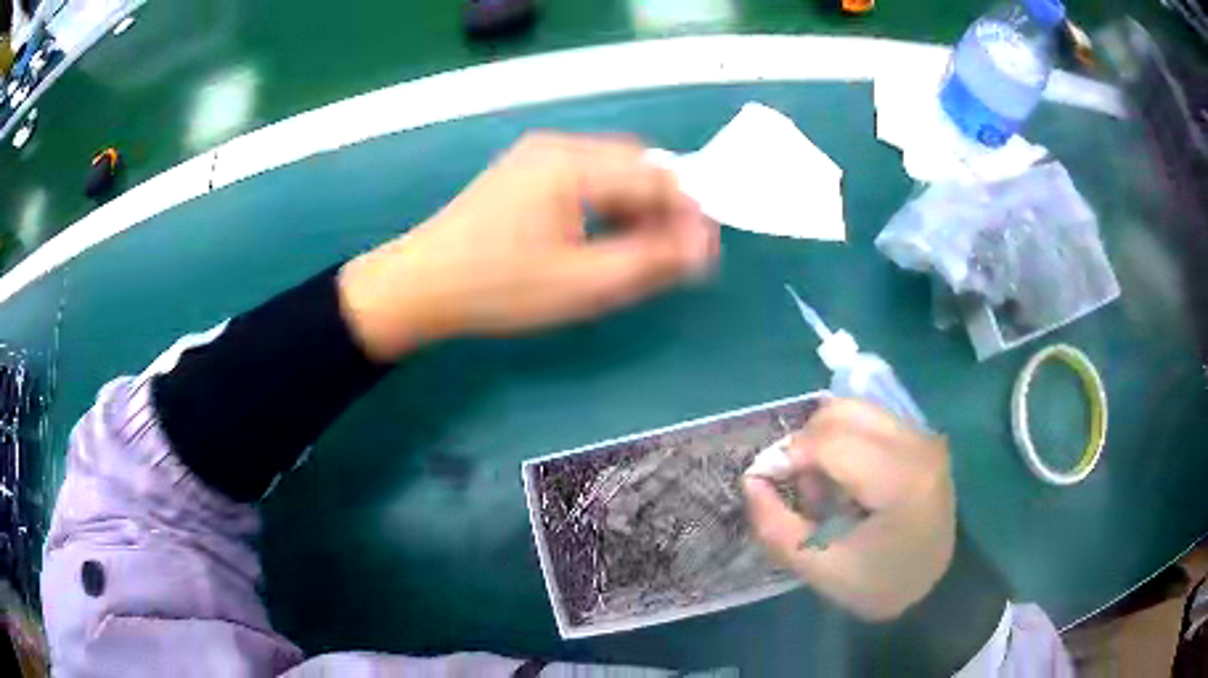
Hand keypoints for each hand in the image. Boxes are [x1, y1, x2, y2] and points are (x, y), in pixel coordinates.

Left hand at [339, 133, 718, 360]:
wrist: (420, 284)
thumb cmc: (498, 288)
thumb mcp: (582, 284)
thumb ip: (650, 262)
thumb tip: (703, 247)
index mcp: (572, 164)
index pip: (656, 175)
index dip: (688, 212)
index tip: (703, 254)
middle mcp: (558, 145)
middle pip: (637, 163)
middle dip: (664, 205)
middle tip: (673, 254)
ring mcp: (537, 154)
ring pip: (612, 168)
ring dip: (637, 203)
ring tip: (642, 249)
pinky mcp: (525, 169)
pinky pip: (585, 175)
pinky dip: (607, 201)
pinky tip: (604, 234)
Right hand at [743, 399, 955, 620]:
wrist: (934, 585)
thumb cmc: (879, 584)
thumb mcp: (820, 568)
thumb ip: (776, 527)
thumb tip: (751, 480)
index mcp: (901, 481)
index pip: (831, 443)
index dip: (787, 456)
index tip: (763, 482)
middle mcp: (918, 444)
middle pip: (842, 413)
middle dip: (805, 444)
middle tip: (797, 487)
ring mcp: (923, 435)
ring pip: (854, 409)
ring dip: (824, 439)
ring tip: (824, 485)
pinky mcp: (921, 436)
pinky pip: (870, 419)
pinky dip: (844, 439)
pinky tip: (847, 479)